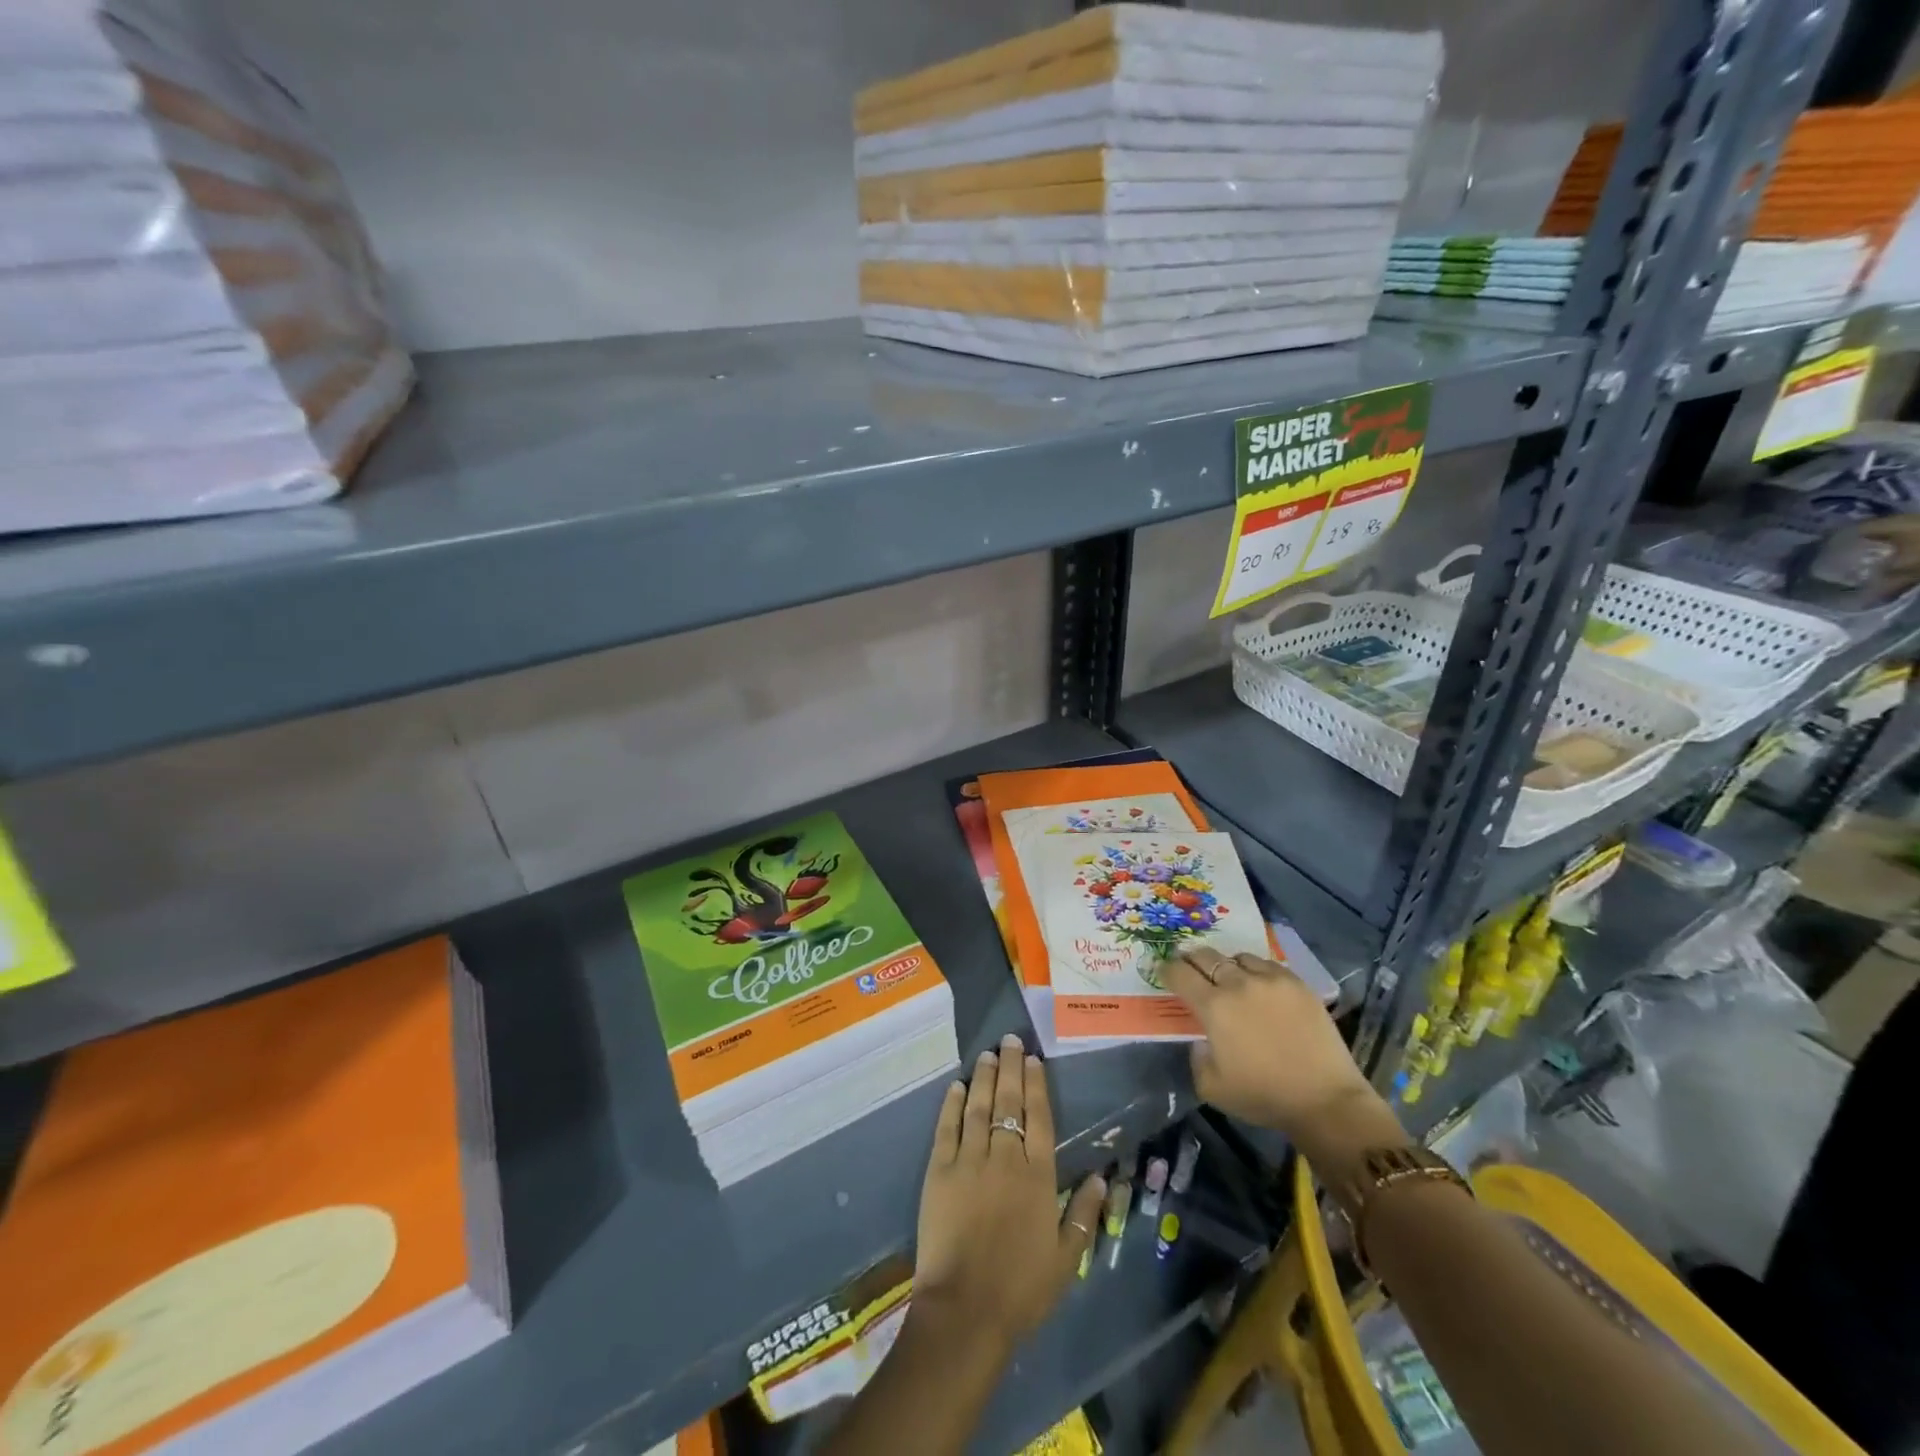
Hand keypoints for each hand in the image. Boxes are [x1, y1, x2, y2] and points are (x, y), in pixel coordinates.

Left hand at [914, 1033, 1106, 1351]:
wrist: (966, 1310)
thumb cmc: (1021, 1289)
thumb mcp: (1066, 1259)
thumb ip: (1083, 1214)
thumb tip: (1102, 1177)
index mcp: (1038, 1176)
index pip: (1039, 1118)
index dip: (1036, 1086)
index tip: (1034, 1060)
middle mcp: (1005, 1158)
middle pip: (1009, 1103)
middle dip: (1011, 1068)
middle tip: (1010, 1039)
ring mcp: (969, 1160)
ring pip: (979, 1107)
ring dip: (984, 1078)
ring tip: (988, 1054)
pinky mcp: (939, 1171)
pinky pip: (947, 1128)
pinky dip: (952, 1104)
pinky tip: (957, 1086)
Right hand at [1164, 949, 1407, 1171]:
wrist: (1325, 1100)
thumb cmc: (1263, 1096)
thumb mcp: (1211, 1087)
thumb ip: (1197, 1057)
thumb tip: (1202, 1040)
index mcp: (1213, 1006)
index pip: (1180, 973)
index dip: (1167, 969)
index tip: (1164, 971)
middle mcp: (1238, 984)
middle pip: (1206, 956)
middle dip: (1192, 959)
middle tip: (1190, 966)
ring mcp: (1271, 980)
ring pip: (1238, 957)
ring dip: (1227, 965)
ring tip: (1230, 977)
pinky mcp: (1297, 984)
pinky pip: (1268, 965)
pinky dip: (1256, 971)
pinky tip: (1260, 986)